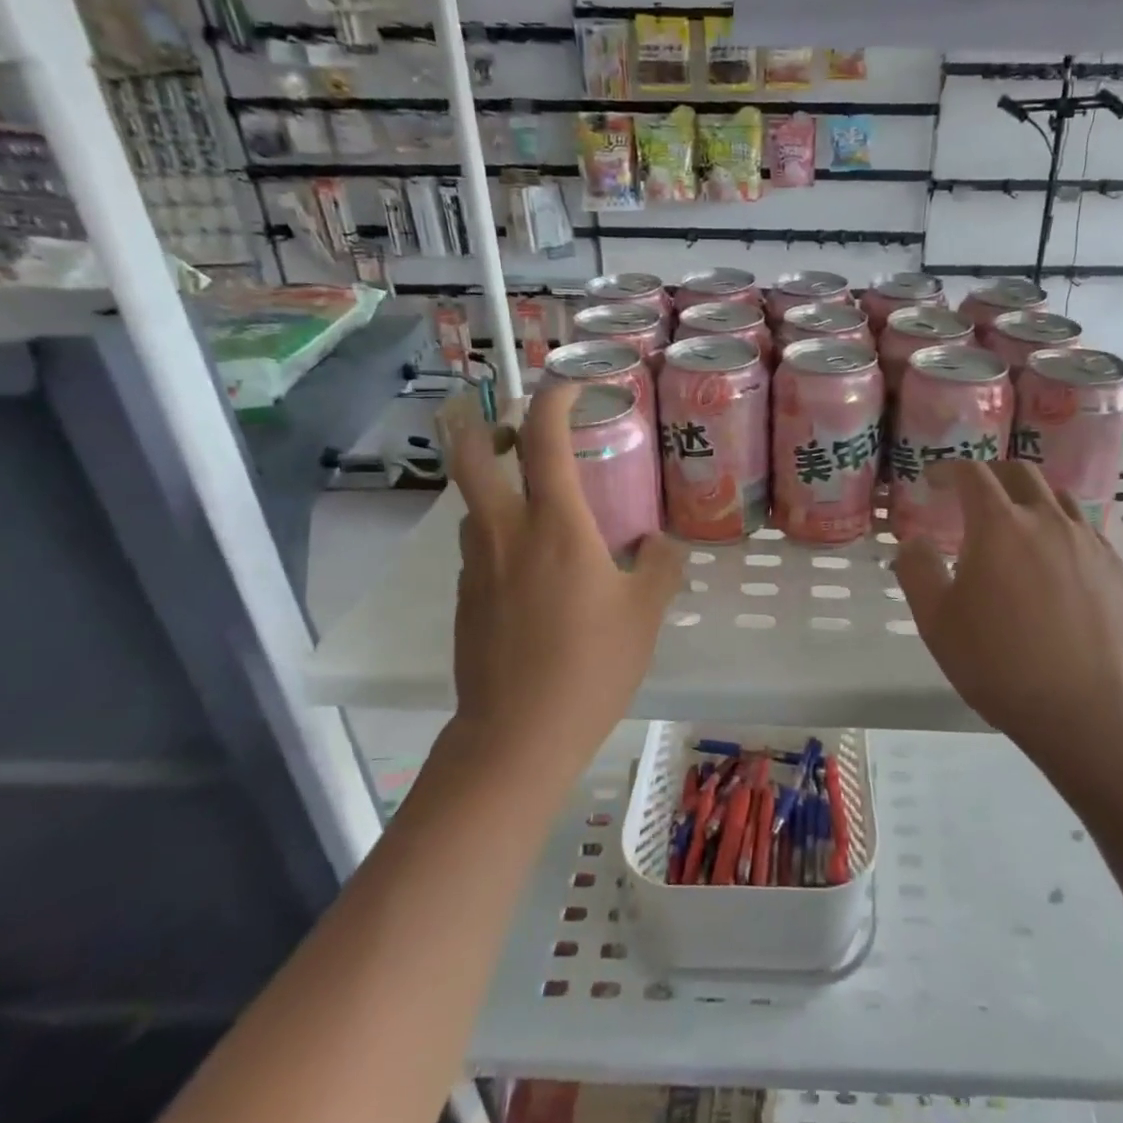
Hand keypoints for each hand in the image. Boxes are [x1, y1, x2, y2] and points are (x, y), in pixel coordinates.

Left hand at [442, 385, 683, 756]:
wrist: (517, 734)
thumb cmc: (591, 666)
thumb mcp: (643, 614)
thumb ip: (658, 567)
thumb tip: (658, 545)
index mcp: (556, 526)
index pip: (546, 440)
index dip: (556, 400)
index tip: (571, 388)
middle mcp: (506, 533)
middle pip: (472, 456)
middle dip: (488, 428)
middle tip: (517, 431)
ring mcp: (476, 566)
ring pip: (473, 506)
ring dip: (496, 491)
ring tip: (535, 510)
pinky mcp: (464, 599)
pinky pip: (477, 550)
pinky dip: (498, 539)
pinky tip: (530, 574)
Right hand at [893, 461, 1122, 749]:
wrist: (1084, 709)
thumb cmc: (998, 663)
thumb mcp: (936, 621)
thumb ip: (916, 570)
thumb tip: (913, 541)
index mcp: (999, 526)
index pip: (972, 473)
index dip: (948, 469)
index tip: (933, 480)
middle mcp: (1047, 520)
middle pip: (1020, 472)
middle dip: (991, 474)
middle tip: (973, 494)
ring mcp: (1088, 542)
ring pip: (1059, 498)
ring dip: (1031, 499)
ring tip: (1017, 524)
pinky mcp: (1117, 569)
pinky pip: (1086, 531)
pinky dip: (1062, 530)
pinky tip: (1054, 562)